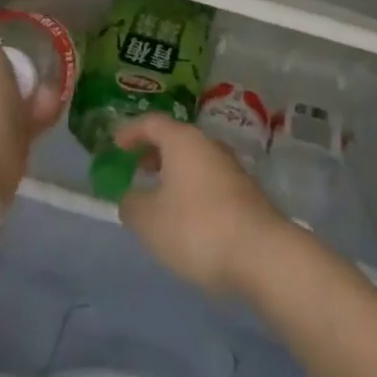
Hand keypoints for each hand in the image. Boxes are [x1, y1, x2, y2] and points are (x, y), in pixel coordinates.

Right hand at [115, 115, 289, 297]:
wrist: (260, 253)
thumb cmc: (196, 227)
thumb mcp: (149, 220)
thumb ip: (132, 205)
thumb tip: (132, 198)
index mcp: (184, 141)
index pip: (153, 123)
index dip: (131, 131)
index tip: (115, 143)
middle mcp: (210, 146)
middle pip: (177, 140)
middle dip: (154, 152)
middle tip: (136, 168)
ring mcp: (232, 168)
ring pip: (195, 161)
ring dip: (174, 173)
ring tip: (158, 196)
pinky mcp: (246, 193)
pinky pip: (209, 181)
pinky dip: (191, 190)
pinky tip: (185, 217)